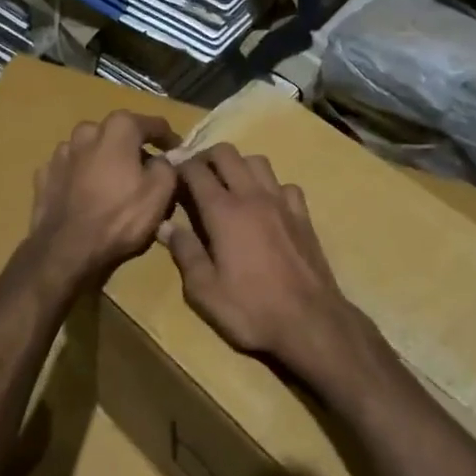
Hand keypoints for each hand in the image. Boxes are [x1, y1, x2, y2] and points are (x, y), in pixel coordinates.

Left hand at [26, 111, 179, 289]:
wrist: (66, 250)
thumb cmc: (120, 217)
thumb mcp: (160, 193)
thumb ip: (168, 166)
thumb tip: (165, 158)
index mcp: (118, 129)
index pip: (153, 124)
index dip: (169, 138)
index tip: (178, 152)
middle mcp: (86, 132)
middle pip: (117, 133)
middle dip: (133, 147)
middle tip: (145, 169)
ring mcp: (61, 153)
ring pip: (90, 149)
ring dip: (104, 160)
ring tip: (114, 183)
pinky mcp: (44, 175)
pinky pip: (71, 169)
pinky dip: (81, 176)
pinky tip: (87, 194)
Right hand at [159, 143, 357, 376]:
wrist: (310, 321)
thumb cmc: (251, 309)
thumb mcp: (204, 290)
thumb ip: (184, 252)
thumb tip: (164, 226)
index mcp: (224, 211)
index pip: (196, 170)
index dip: (179, 166)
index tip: (168, 173)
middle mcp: (253, 196)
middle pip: (227, 154)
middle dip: (206, 157)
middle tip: (195, 176)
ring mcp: (282, 203)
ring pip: (258, 162)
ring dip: (238, 166)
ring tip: (228, 186)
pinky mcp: (303, 215)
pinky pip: (284, 185)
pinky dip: (270, 186)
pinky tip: (265, 206)